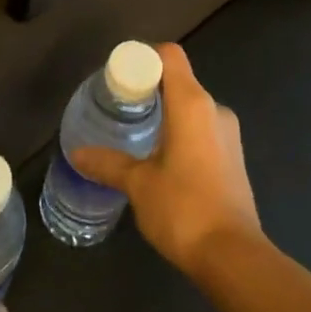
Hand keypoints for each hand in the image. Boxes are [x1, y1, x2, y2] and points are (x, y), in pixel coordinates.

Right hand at [68, 43, 262, 273]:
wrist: (232, 255)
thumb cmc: (183, 208)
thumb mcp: (138, 184)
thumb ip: (108, 163)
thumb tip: (77, 153)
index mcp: (193, 103)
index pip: (169, 55)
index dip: (143, 57)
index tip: (118, 76)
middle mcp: (215, 109)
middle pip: (179, 80)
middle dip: (149, 89)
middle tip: (118, 107)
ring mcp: (228, 134)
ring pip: (191, 108)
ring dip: (165, 114)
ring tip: (134, 134)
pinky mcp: (233, 157)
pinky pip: (202, 130)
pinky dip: (180, 133)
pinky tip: (160, 158)